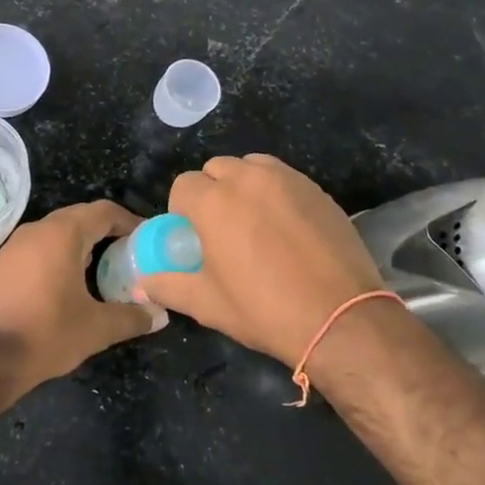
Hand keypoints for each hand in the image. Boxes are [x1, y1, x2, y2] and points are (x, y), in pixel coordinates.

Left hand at [0, 200, 163, 398]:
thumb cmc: (45, 334)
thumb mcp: (96, 328)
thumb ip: (132, 317)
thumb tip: (161, 315)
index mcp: (62, 234)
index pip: (104, 211)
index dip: (130, 221)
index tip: (147, 240)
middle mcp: (38, 229)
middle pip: (81, 217)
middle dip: (107, 232)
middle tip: (130, 255)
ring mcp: (15, 244)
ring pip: (58, 232)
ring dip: (83, 244)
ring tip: (105, 270)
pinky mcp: (2, 263)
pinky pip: (40, 247)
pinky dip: (60, 255)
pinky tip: (70, 284)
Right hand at [142, 154, 383, 366]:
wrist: (341, 318)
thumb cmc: (264, 310)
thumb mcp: (207, 304)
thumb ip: (168, 287)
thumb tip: (143, 284)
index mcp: (213, 201)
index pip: (183, 185)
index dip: (183, 209)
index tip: (194, 236)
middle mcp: (247, 179)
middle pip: (216, 169)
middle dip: (212, 191)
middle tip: (223, 229)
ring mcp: (286, 179)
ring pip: (251, 166)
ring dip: (244, 185)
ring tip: (255, 221)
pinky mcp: (316, 189)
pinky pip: (284, 177)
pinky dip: (276, 191)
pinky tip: (287, 226)